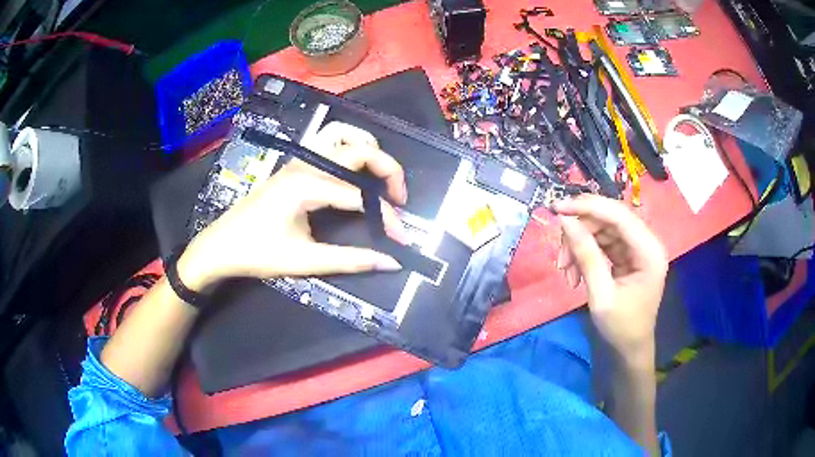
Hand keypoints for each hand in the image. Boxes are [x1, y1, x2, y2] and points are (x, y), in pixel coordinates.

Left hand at [178, 122, 407, 289]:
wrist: (220, 245)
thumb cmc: (257, 253)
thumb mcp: (304, 261)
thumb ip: (350, 260)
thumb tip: (391, 262)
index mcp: (306, 186)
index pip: (360, 195)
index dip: (387, 216)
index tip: (401, 238)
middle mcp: (305, 164)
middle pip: (359, 149)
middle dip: (388, 170)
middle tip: (399, 199)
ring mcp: (298, 160)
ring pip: (341, 134)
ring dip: (367, 147)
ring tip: (381, 175)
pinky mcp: (294, 165)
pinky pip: (329, 143)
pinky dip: (350, 149)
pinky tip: (354, 172)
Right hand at [555, 195, 667, 361]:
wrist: (630, 349)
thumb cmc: (621, 327)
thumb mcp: (601, 295)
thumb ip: (586, 255)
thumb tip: (565, 220)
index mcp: (649, 251)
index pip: (619, 215)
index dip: (588, 207)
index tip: (557, 208)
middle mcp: (646, 242)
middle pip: (609, 219)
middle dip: (580, 233)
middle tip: (560, 257)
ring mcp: (637, 248)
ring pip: (602, 230)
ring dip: (579, 245)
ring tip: (565, 271)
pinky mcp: (627, 255)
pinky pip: (602, 242)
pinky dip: (585, 253)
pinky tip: (574, 273)